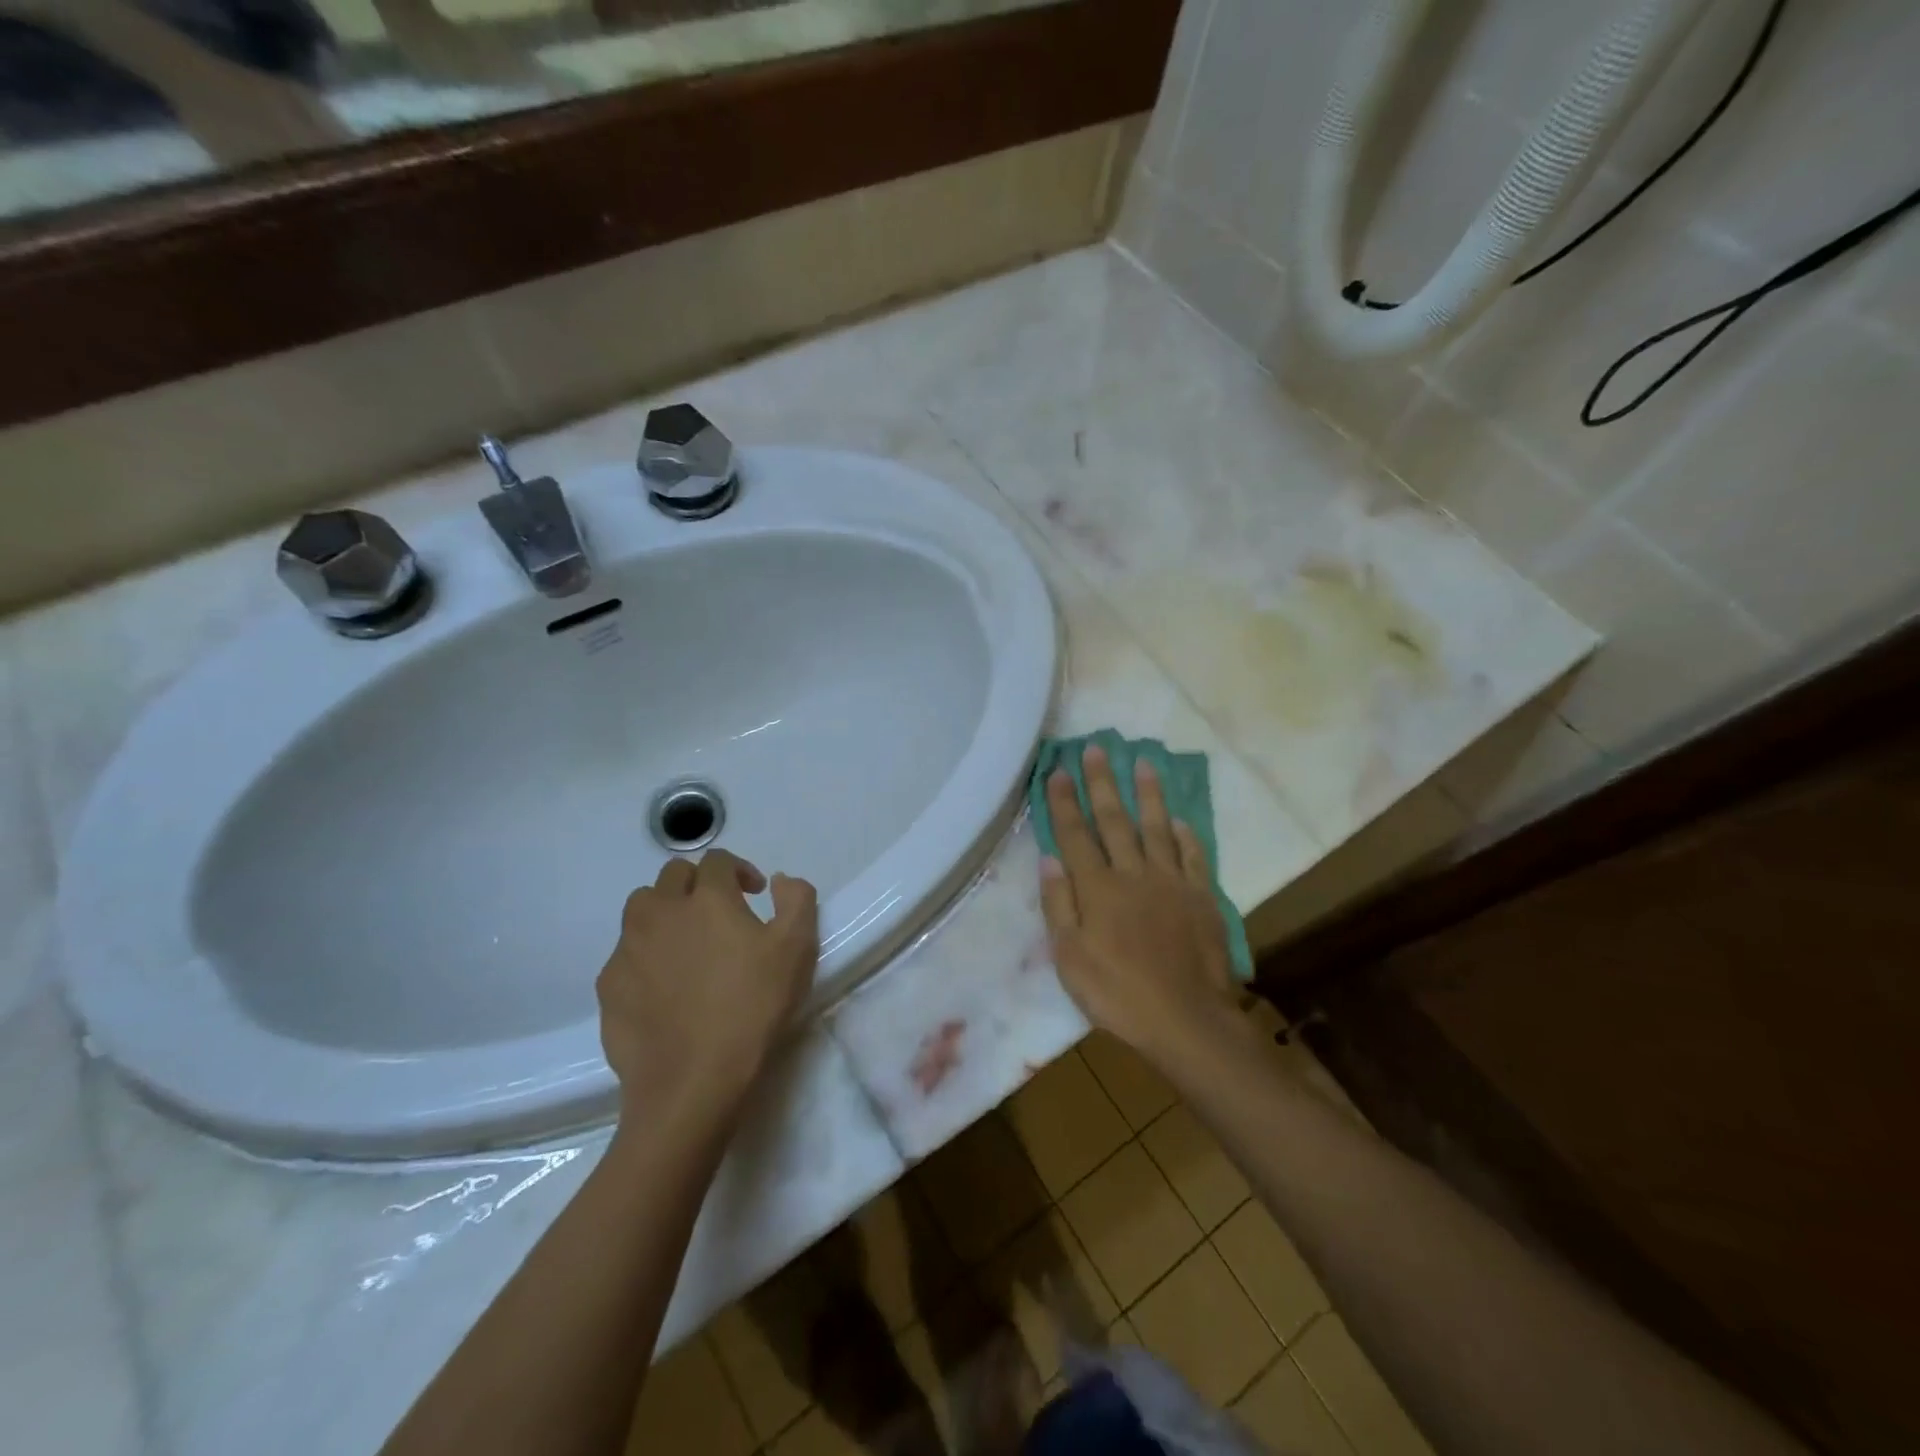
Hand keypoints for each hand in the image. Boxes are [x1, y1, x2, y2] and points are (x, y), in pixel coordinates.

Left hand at [597, 850, 819, 1123]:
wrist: (693, 1082)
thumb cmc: (752, 1008)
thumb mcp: (797, 949)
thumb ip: (797, 900)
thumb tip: (780, 880)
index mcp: (707, 898)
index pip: (717, 861)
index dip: (739, 870)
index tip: (755, 894)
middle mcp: (660, 911)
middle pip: (672, 876)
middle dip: (698, 884)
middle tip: (720, 913)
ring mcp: (628, 948)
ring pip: (641, 909)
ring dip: (665, 912)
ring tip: (686, 942)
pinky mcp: (608, 985)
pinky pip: (625, 953)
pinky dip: (645, 955)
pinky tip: (664, 986)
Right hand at [1038, 747, 1238, 1066]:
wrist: (1187, 1019)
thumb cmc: (1118, 994)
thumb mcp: (1070, 958)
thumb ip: (1058, 904)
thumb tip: (1049, 858)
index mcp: (1097, 888)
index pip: (1075, 835)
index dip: (1064, 801)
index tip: (1058, 770)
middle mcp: (1132, 874)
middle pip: (1114, 820)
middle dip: (1102, 782)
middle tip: (1095, 748)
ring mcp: (1170, 882)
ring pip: (1156, 828)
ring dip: (1147, 794)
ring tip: (1142, 763)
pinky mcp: (1201, 897)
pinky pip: (1192, 857)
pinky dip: (1185, 836)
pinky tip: (1180, 820)